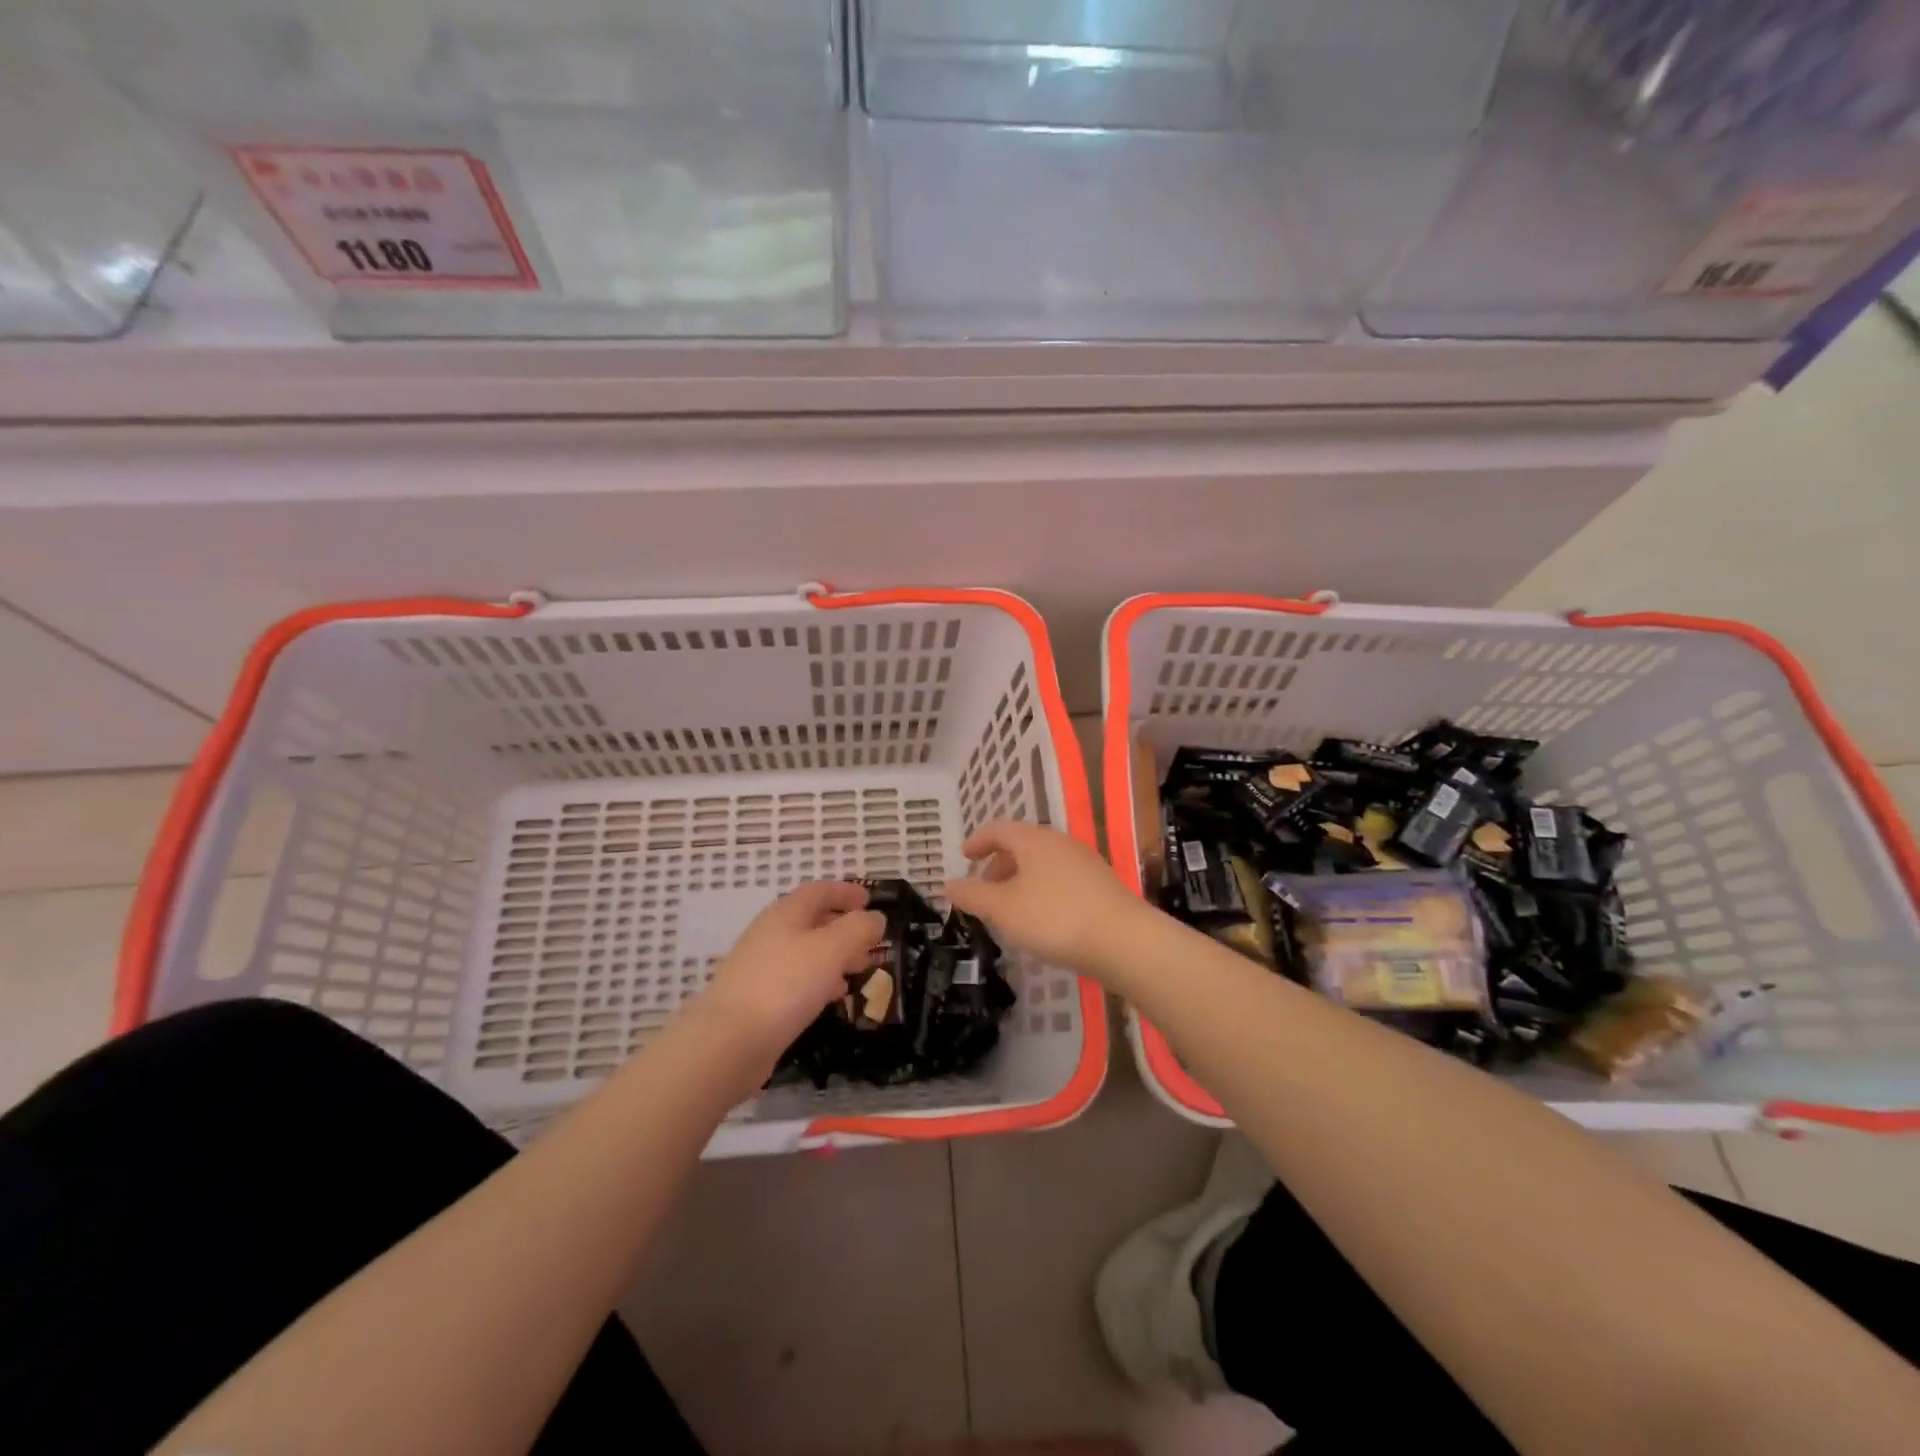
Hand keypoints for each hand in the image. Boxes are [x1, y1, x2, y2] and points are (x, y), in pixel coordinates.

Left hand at [695, 881, 884, 1071]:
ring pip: (807, 952)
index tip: (870, 900)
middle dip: (845, 927)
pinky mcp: (759, 998)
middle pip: (812, 920)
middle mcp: (772, 933)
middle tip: (872, 941)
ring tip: (860, 969)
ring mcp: (762, 967)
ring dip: (836, 955)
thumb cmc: (785, 984)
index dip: (845, 892)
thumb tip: (875, 918)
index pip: (819, 891)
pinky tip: (834, 996)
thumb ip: (858, 929)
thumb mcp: (832, 949)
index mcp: (786, 913)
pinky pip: (797, 979)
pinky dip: (821, 980)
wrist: (729, 1041)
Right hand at [943, 820, 1145, 974]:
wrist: (1124, 941)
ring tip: (1009, 908)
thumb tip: (946, 884)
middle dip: (999, 864)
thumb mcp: (1003, 909)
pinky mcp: (1101, 886)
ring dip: (1020, 879)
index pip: (999, 829)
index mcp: (1034, 840)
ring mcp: (1085, 863)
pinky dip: (1041, 890)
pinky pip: (1061, 879)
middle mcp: (1060, 843)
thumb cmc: (1055, 918)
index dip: (978, 841)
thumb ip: (973, 895)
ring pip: (1043, 863)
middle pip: (1023, 845)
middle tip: (983, 888)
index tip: (963, 856)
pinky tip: (1041, 919)